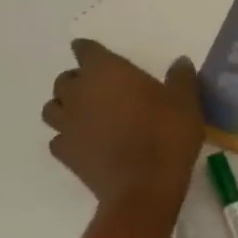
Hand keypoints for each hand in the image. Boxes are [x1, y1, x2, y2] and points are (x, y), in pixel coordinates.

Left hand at [42, 40, 204, 237]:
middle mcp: (80, 93)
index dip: (90, 51)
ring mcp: (68, 125)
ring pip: (52, 108)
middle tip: (101, 88)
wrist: (144, 187)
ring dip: (65, 107)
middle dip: (78, 81)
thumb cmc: (166, 134)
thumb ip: (181, 78)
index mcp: (107, 71)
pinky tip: (86, 143)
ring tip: (87, 114)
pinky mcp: (65, 154)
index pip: (85, 50)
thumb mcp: (185, 102)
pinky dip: (68, 137)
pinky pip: (58, 138)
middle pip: (64, 79)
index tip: (100, 56)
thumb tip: (180, 62)